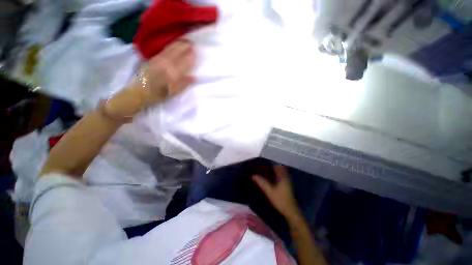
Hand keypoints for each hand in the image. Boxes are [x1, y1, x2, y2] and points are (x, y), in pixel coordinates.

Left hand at [138, 39, 195, 104]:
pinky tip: (174, 43)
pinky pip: (164, 50)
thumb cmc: (159, 94)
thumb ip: (184, 84)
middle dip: (185, 48)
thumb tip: (194, 77)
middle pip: (177, 53)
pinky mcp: (153, 58)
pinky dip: (170, 45)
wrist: (140, 91)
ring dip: (178, 44)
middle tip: (192, 43)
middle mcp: (166, 65)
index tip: (195, 52)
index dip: (190, 57)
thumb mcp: (173, 93)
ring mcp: (159, 60)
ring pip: (170, 50)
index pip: (184, 63)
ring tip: (185, 40)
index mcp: (172, 74)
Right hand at [252, 165, 301, 219]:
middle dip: (271, 166)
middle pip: (278, 168)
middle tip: (262, 167)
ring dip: (273, 171)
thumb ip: (261, 182)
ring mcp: (287, 181)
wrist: (290, 211)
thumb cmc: (280, 200)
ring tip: (264, 171)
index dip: (269, 163)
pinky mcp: (286, 186)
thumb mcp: (269, 191)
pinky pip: (280, 177)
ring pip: (279, 172)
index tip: (262, 163)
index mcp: (282, 176)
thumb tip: (253, 175)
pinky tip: (269, 178)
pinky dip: (275, 175)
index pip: (276, 166)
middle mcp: (285, 177)